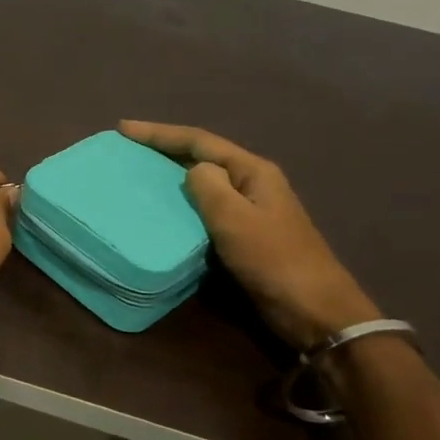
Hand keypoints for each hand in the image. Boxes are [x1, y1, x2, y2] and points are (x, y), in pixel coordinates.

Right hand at [119, 121, 377, 347]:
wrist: (315, 311)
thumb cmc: (273, 260)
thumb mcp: (235, 218)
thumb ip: (208, 186)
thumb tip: (192, 171)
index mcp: (252, 171)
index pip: (199, 141)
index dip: (159, 133)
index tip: (124, 129)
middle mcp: (252, 183)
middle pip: (202, 155)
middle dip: (164, 149)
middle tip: (127, 149)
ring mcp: (251, 209)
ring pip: (204, 182)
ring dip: (172, 176)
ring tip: (139, 176)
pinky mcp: (246, 235)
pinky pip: (207, 209)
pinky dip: (183, 204)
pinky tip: (163, 212)